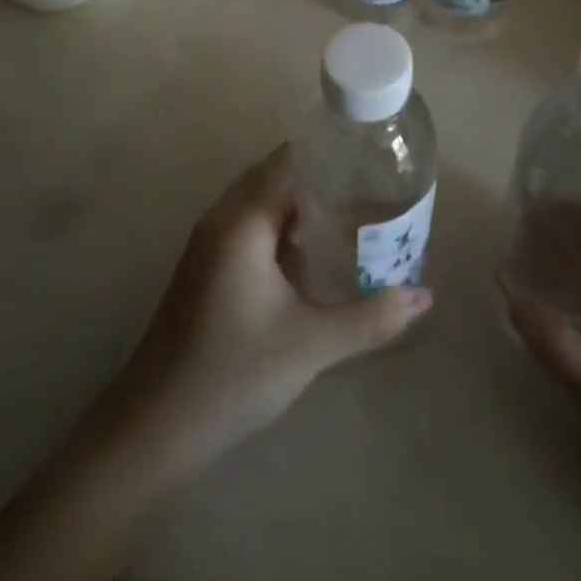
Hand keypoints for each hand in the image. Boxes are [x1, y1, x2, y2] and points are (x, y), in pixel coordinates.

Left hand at [99, 144, 432, 481]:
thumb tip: (426, 297)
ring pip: (262, 203)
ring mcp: (209, 244)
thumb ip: (372, 316)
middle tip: (371, 187)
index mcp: (243, 221)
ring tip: (352, 214)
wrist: (154, 428)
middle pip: (276, 175)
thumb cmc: (233, 374)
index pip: (289, 160)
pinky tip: (312, 254)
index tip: (372, 158)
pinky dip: (282, 226)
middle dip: (322, 177)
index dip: (330, 153)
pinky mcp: (206, 267)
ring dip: (301, 203)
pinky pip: (250, 226)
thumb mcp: (312, 344)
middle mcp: (222, 219)